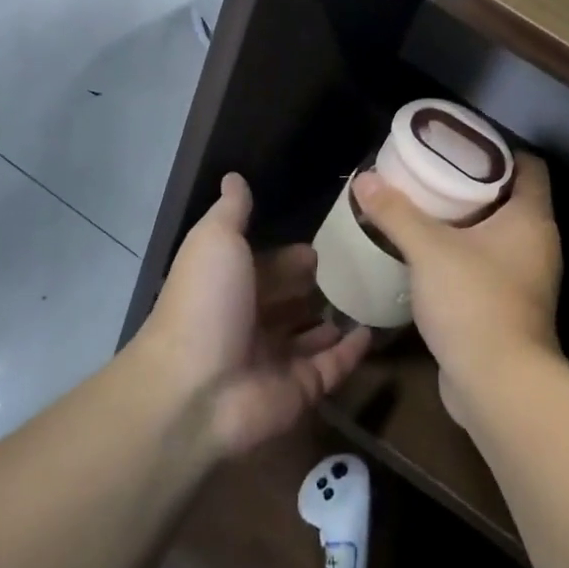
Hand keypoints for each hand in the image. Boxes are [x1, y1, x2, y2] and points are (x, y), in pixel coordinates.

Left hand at [136, 174, 371, 456]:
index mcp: (229, 288)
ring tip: (373, 296)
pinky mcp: (299, 390)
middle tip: (359, 268)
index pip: (266, 268)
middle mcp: (250, 324)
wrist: (195, 388)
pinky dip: (351, 351)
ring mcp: (275, 360)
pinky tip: (372, 331)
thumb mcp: (215, 241)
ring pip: (311, 336)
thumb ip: (232, 211)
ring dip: (335, 319)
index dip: (290, 258)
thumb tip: (234, 177)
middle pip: (289, 302)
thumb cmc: (207, 303)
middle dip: (316, 287)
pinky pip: (331, 367)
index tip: (325, 246)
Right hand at [351, 153, 561, 423]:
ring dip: (466, 224)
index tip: (459, 146)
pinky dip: (464, 256)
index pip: (529, 166)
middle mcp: (538, 245)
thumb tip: (365, 178)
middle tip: (431, 175)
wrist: (498, 383)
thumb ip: (396, 212)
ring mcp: (527, 279)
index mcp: (531, 219)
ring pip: (497, 236)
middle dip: (472, 185)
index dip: (498, 150)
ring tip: (424, 211)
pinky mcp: (511, 307)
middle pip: (510, 199)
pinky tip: (430, 257)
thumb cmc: (473, 300)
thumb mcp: (428, 249)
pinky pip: (488, 267)